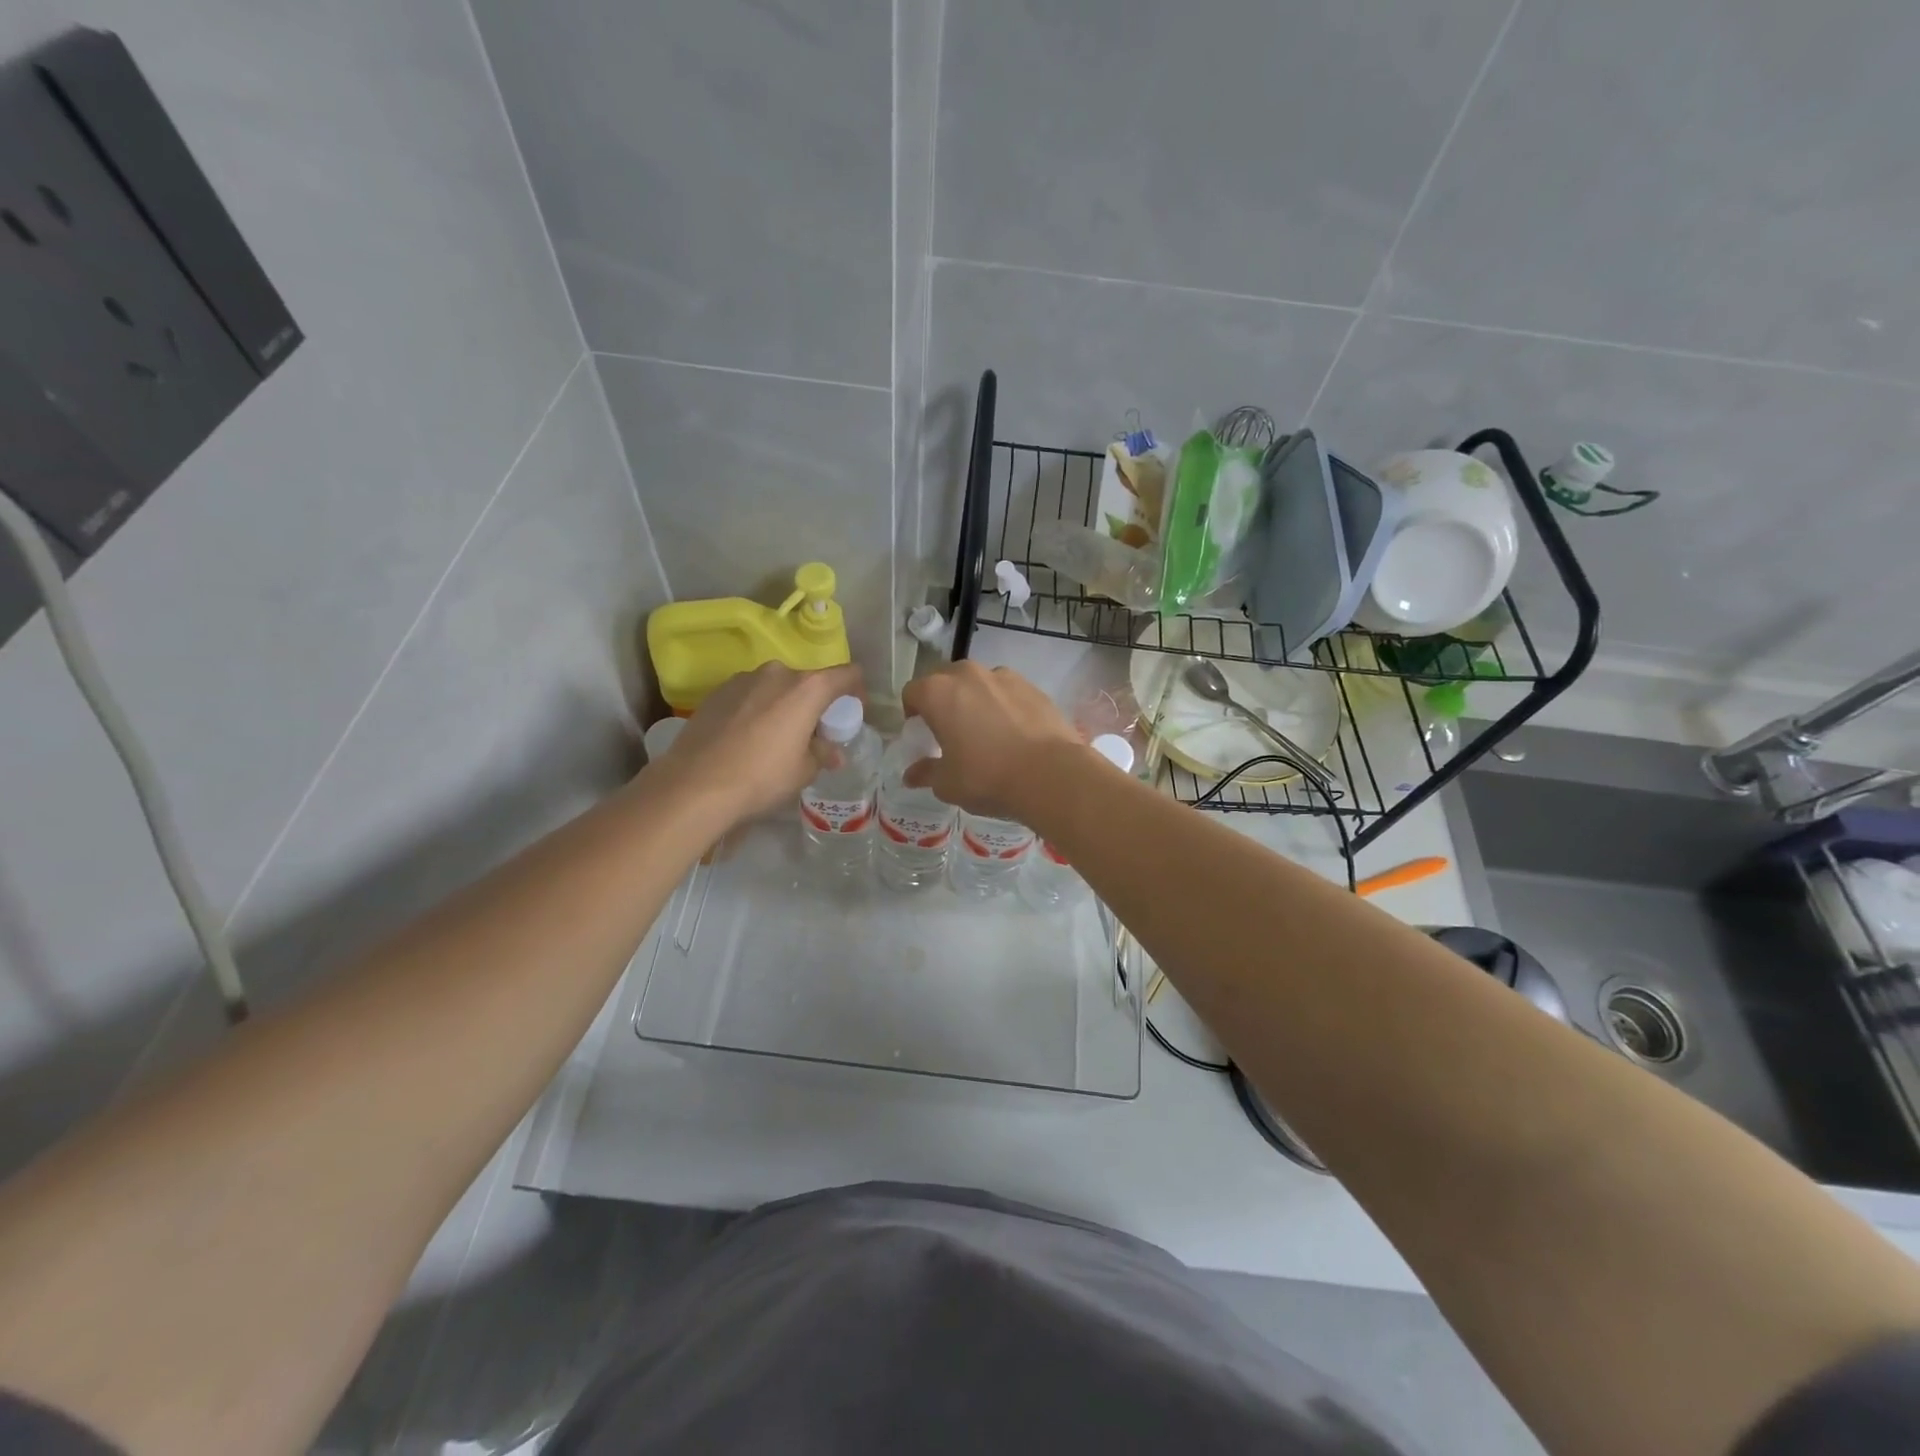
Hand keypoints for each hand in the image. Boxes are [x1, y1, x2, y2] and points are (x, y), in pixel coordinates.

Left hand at [653, 661, 863, 824]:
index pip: (847, 674)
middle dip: (815, 704)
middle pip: (808, 681)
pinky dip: (757, 709)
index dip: (857, 690)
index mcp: (807, 688)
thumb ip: (822, 753)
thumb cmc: (762, 776)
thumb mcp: (803, 771)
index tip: (853, 711)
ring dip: (784, 705)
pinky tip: (747, 738)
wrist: (695, 784)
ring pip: (776, 687)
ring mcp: (744, 679)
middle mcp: (777, 673)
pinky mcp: (717, 691)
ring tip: (776, 737)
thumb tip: (831, 752)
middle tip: (813, 733)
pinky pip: (750, 695)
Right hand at [899, 661, 1081, 818]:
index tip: (921, 734)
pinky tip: (1014, 733)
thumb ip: (926, 773)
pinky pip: (1007, 692)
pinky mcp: (1033, 686)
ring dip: (974, 700)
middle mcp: (968, 674)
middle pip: (945, 681)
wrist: (1051, 774)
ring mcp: (1004, 676)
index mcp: (938, 693)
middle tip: (950, 731)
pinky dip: (1003, 705)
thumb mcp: (948, 784)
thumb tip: (911, 775)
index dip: (912, 713)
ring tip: (985, 731)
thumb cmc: (987, 777)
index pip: (912, 692)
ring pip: (979, 683)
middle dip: (943, 701)